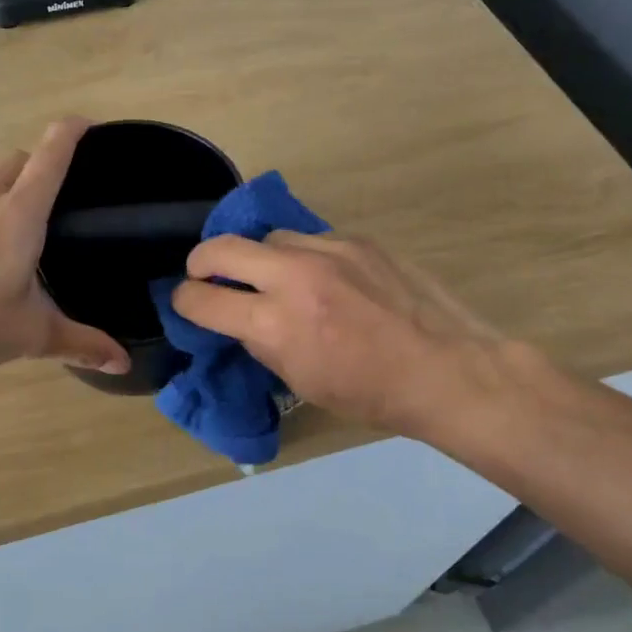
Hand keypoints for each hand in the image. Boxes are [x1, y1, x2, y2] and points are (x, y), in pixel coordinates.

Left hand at [0, 119, 130, 376]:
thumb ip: (80, 343)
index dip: (73, 132)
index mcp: (19, 214)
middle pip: (17, 163)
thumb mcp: (31, 335)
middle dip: (38, 168)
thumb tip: (122, 362)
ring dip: (2, 200)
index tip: (88, 125)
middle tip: (55, 202)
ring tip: (9, 243)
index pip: (51, 155)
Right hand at [171, 231, 523, 440]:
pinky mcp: (357, 240)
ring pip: (268, 237)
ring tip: (271, 278)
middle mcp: (295, 278)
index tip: (185, 302)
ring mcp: (328, 251)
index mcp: (276, 324)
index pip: (203, 300)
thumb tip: (241, 320)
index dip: (184, 301)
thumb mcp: (301, 380)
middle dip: (201, 261)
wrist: (447, 368)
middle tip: (204, 274)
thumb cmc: (371, 393)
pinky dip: (301, 257)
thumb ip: (262, 343)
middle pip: (221, 247)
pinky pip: (310, 240)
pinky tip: (320, 278)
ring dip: (257, 258)